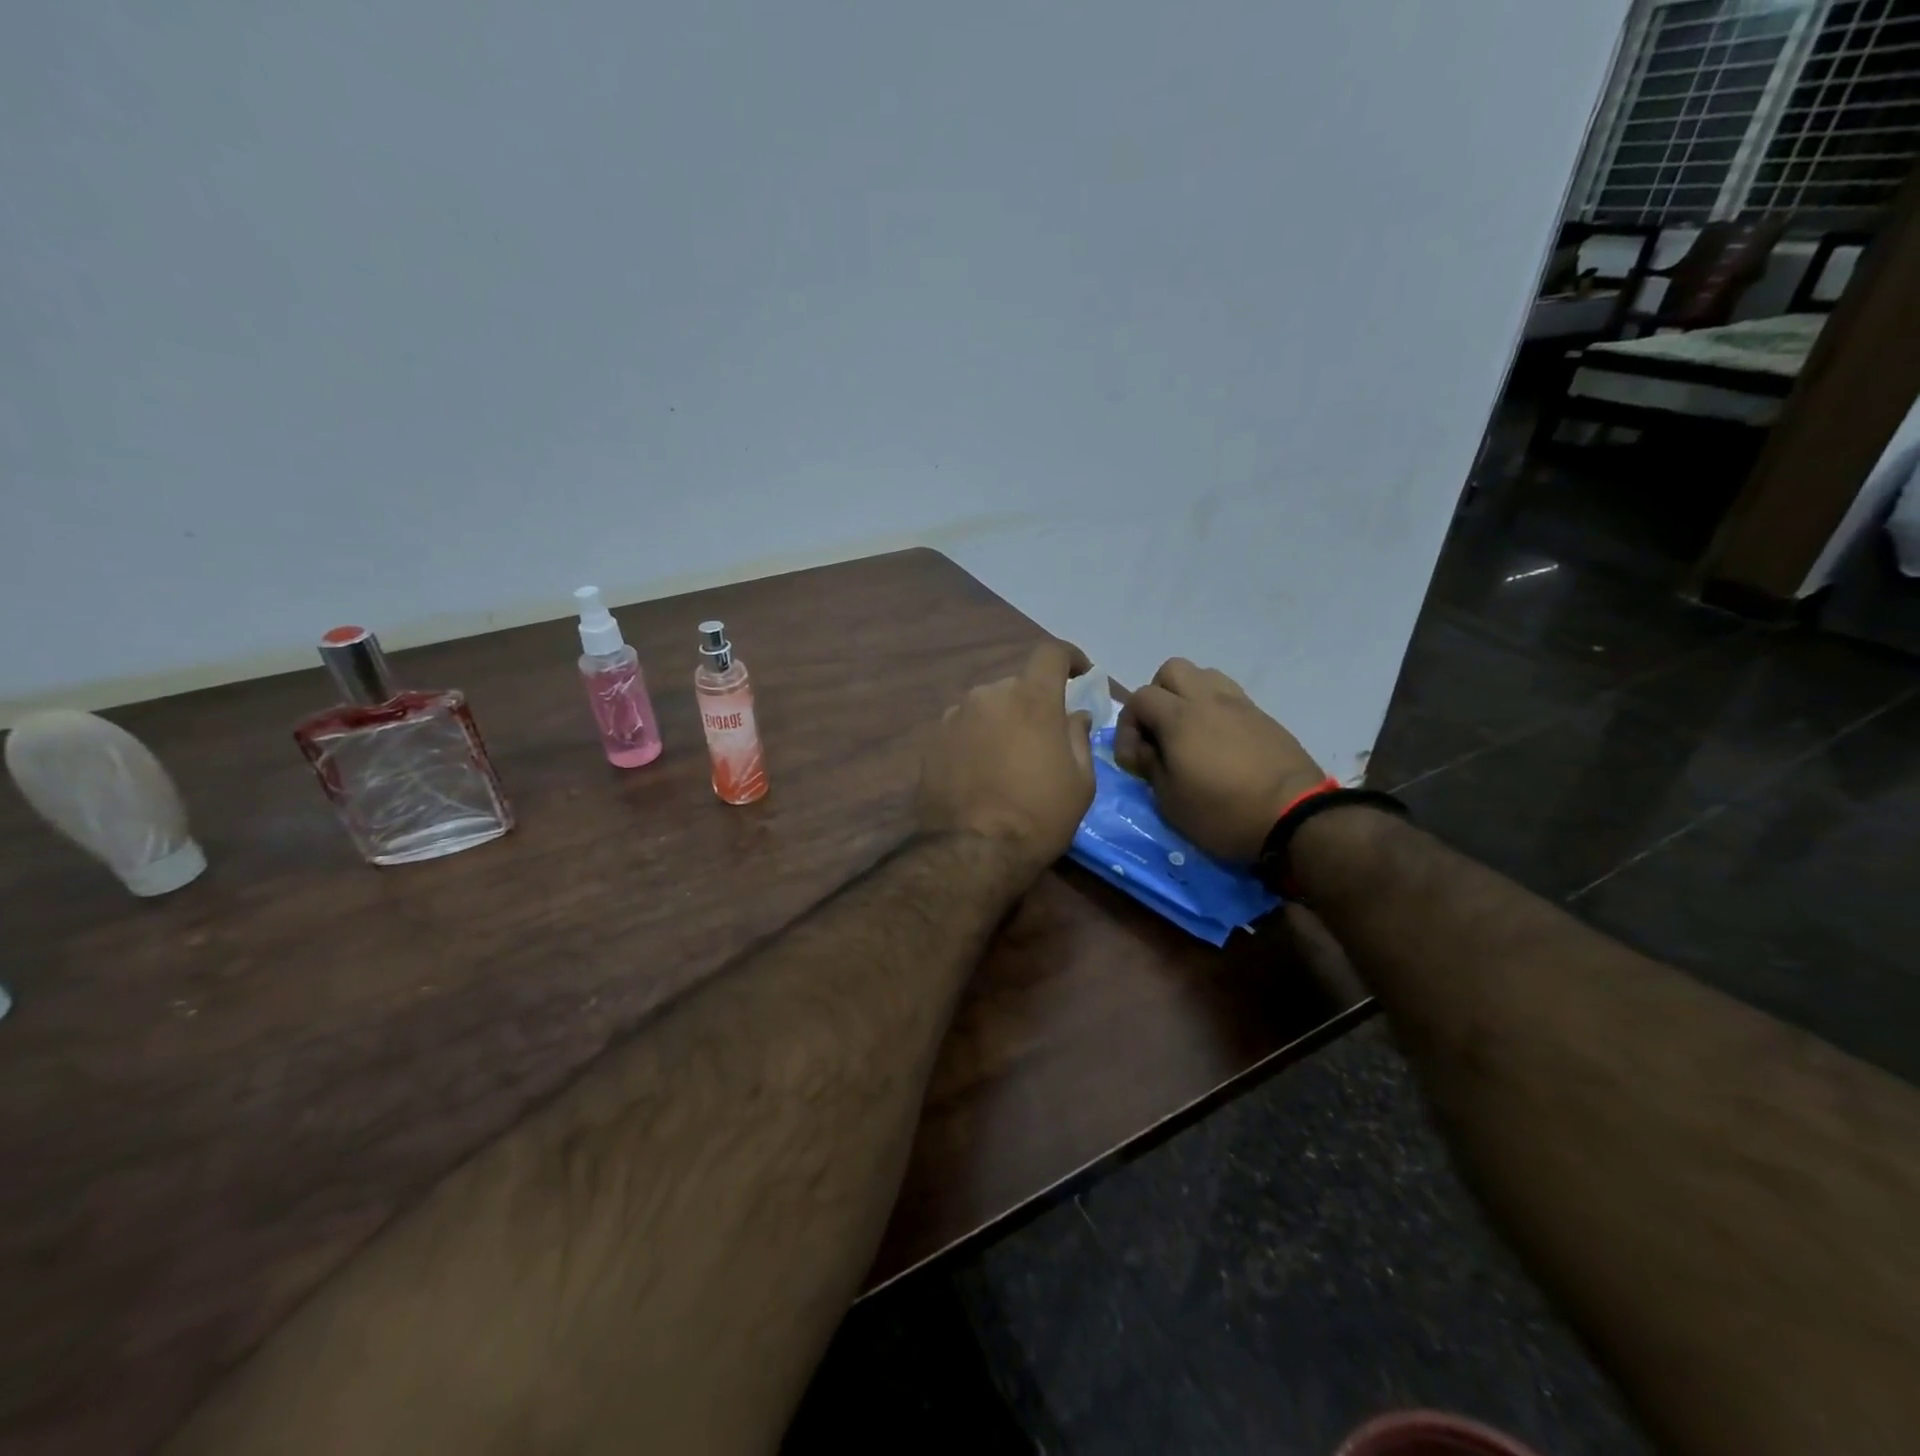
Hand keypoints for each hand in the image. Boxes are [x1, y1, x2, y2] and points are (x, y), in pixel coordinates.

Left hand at [917, 640, 1095, 883]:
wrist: (972, 850)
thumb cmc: (1038, 816)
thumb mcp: (1080, 782)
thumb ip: (1078, 737)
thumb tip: (1074, 715)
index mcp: (1031, 699)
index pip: (1051, 653)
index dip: (1069, 657)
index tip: (1079, 673)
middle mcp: (989, 695)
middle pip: (1017, 685)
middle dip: (1034, 703)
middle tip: (1043, 738)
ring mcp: (956, 715)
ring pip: (988, 706)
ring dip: (1002, 721)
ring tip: (1008, 760)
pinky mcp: (933, 739)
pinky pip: (964, 727)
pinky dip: (977, 738)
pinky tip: (981, 770)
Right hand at [1114, 658, 1326, 863]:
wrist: (1295, 818)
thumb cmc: (1223, 813)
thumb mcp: (1170, 801)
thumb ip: (1150, 767)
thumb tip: (1146, 750)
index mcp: (1180, 718)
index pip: (1139, 698)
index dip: (1127, 726)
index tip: (1135, 760)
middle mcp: (1208, 700)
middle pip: (1172, 670)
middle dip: (1157, 696)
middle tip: (1159, 733)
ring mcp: (1240, 706)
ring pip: (1205, 675)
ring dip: (1188, 697)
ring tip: (1190, 733)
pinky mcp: (1264, 718)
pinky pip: (1230, 697)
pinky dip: (1216, 711)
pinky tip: (1219, 744)